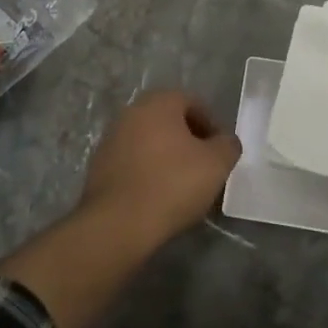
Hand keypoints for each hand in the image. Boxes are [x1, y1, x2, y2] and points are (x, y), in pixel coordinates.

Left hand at [79, 90, 242, 245]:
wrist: (118, 224)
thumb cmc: (172, 184)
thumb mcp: (216, 164)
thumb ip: (228, 145)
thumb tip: (225, 142)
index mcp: (159, 102)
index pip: (193, 102)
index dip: (212, 125)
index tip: (220, 152)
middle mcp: (131, 112)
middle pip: (169, 121)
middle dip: (189, 141)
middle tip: (204, 167)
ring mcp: (111, 139)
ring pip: (150, 141)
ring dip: (167, 156)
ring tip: (182, 186)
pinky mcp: (98, 166)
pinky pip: (133, 162)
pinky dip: (148, 172)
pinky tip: (158, 196)